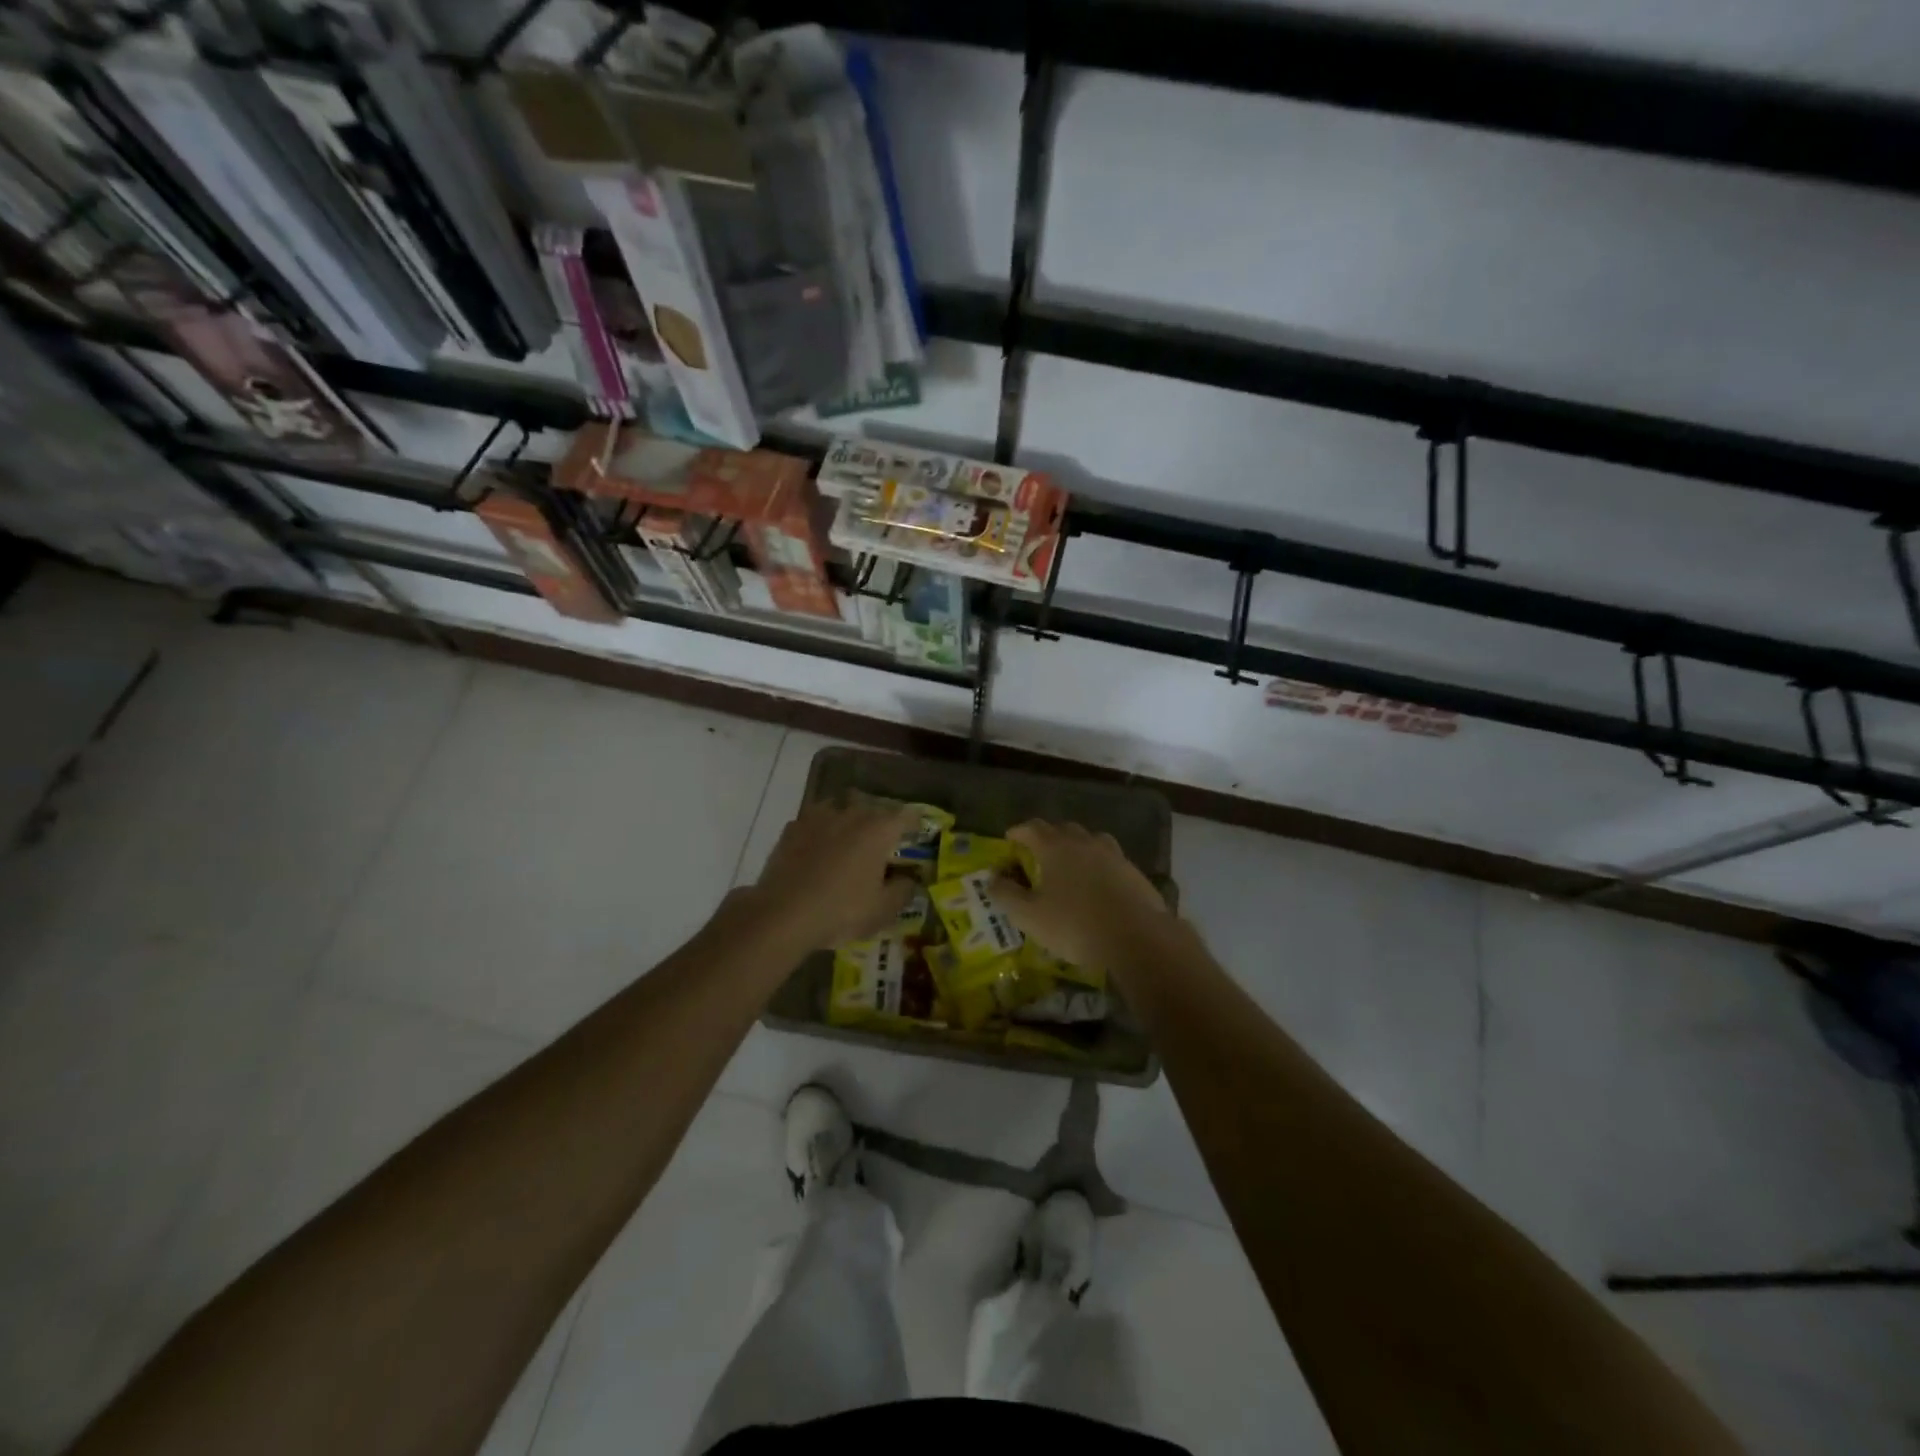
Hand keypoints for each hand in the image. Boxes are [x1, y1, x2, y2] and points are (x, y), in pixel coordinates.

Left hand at [744, 797, 919, 949]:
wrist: (781, 915)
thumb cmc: (840, 911)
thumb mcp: (882, 910)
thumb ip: (903, 890)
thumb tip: (908, 879)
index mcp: (879, 830)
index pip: (906, 815)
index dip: (915, 823)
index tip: (917, 833)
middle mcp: (851, 814)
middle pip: (873, 808)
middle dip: (880, 821)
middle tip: (882, 843)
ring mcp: (818, 817)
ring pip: (840, 808)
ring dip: (848, 820)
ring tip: (847, 841)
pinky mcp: (792, 828)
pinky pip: (814, 822)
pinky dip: (820, 831)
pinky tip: (817, 849)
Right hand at [991, 820, 1178, 975]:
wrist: (1136, 937)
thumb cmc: (1074, 925)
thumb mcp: (1029, 916)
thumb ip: (1006, 895)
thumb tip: (992, 878)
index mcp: (1055, 847)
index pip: (1032, 828)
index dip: (1018, 832)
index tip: (1010, 838)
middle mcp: (1084, 842)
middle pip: (1062, 829)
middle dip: (1047, 836)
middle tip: (1037, 851)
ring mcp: (1112, 854)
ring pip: (1089, 840)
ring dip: (1075, 846)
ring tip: (1069, 862)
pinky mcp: (1132, 871)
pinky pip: (1109, 858)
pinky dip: (1097, 863)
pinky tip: (1097, 882)